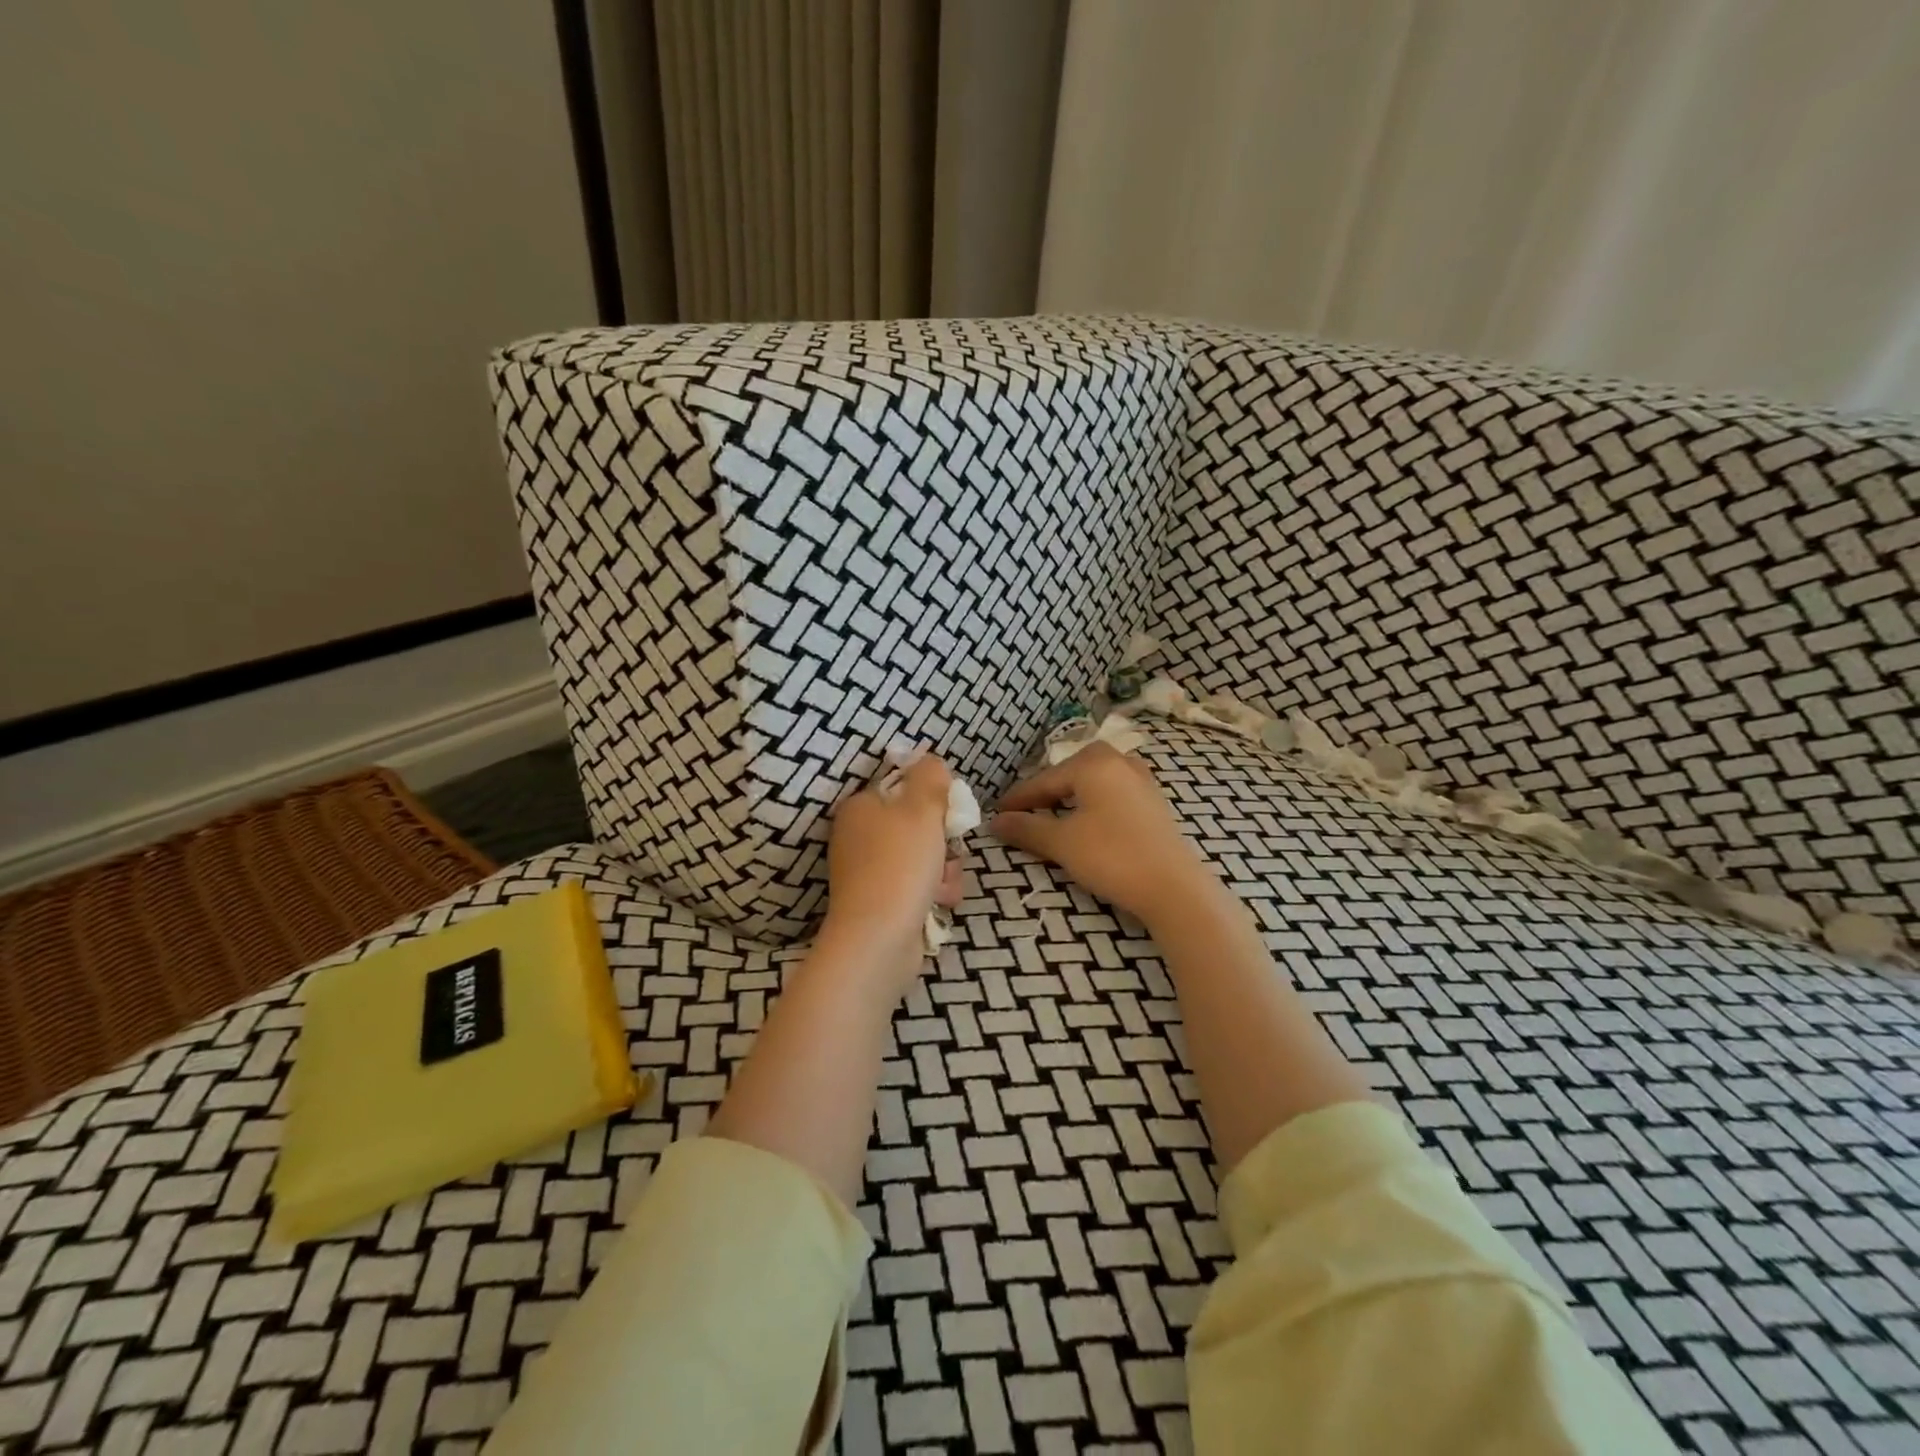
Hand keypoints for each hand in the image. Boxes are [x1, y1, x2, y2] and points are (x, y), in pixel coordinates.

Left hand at [822, 754, 963, 969]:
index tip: (948, 813)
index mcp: (859, 808)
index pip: (903, 788)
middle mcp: (858, 837)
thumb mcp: (922, 807)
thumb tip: (932, 761)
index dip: (932, 799)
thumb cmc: (899, 864)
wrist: (878, 939)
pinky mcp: (881, 903)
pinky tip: (939, 902)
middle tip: (949, 850)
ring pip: (924, 857)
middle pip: (917, 825)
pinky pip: (918, 886)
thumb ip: (931, 776)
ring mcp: (868, 873)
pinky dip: (933, 892)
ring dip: (944, 869)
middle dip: (942, 840)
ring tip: (943, 884)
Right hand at [990, 743, 1218, 926]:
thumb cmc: (1112, 857)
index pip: (1044, 780)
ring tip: (1055, 817)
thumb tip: (996, 821)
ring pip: (1094, 781)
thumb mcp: (1062, 843)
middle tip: (1026, 813)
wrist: (1173, 888)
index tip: (997, 813)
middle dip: (1046, 792)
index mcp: (1093, 764)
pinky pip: (1113, 792)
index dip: (1018, 799)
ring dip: (1071, 796)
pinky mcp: (1154, 802)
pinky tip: (1089, 822)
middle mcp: (1119, 762)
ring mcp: (1141, 780)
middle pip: (1070, 772)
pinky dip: (1094, 802)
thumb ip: (1026, 828)